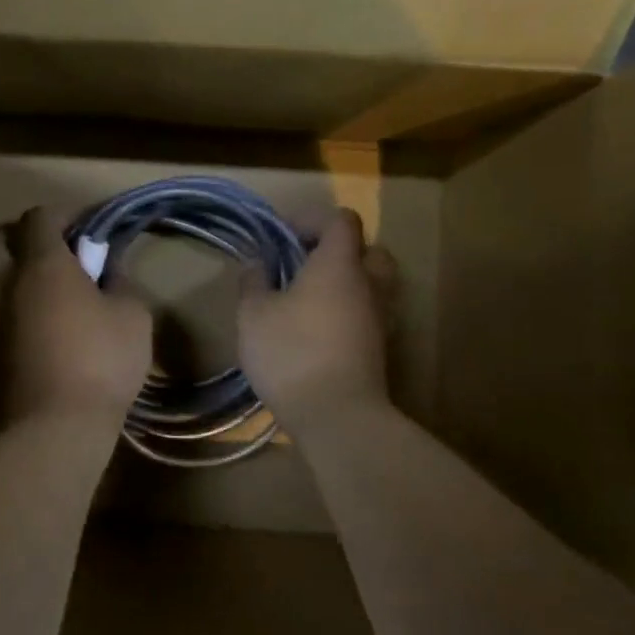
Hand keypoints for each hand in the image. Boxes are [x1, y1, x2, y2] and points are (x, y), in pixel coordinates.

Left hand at [0, 207, 152, 424]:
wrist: (54, 427)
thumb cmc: (101, 362)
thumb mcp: (133, 317)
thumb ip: (121, 284)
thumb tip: (111, 270)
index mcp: (42, 265)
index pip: (39, 217)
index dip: (61, 215)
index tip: (83, 229)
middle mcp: (3, 282)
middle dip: (12, 236)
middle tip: (39, 252)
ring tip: (22, 288)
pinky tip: (13, 325)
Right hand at [238, 208, 396, 429]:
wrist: (337, 416)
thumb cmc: (292, 353)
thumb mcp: (254, 314)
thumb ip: (254, 282)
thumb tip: (256, 262)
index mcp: (339, 264)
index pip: (341, 220)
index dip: (313, 218)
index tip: (283, 234)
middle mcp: (369, 284)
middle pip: (369, 249)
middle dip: (340, 249)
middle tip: (307, 263)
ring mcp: (380, 318)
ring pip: (373, 284)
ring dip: (348, 282)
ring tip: (311, 298)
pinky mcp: (380, 348)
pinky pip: (369, 313)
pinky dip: (350, 311)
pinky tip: (320, 329)